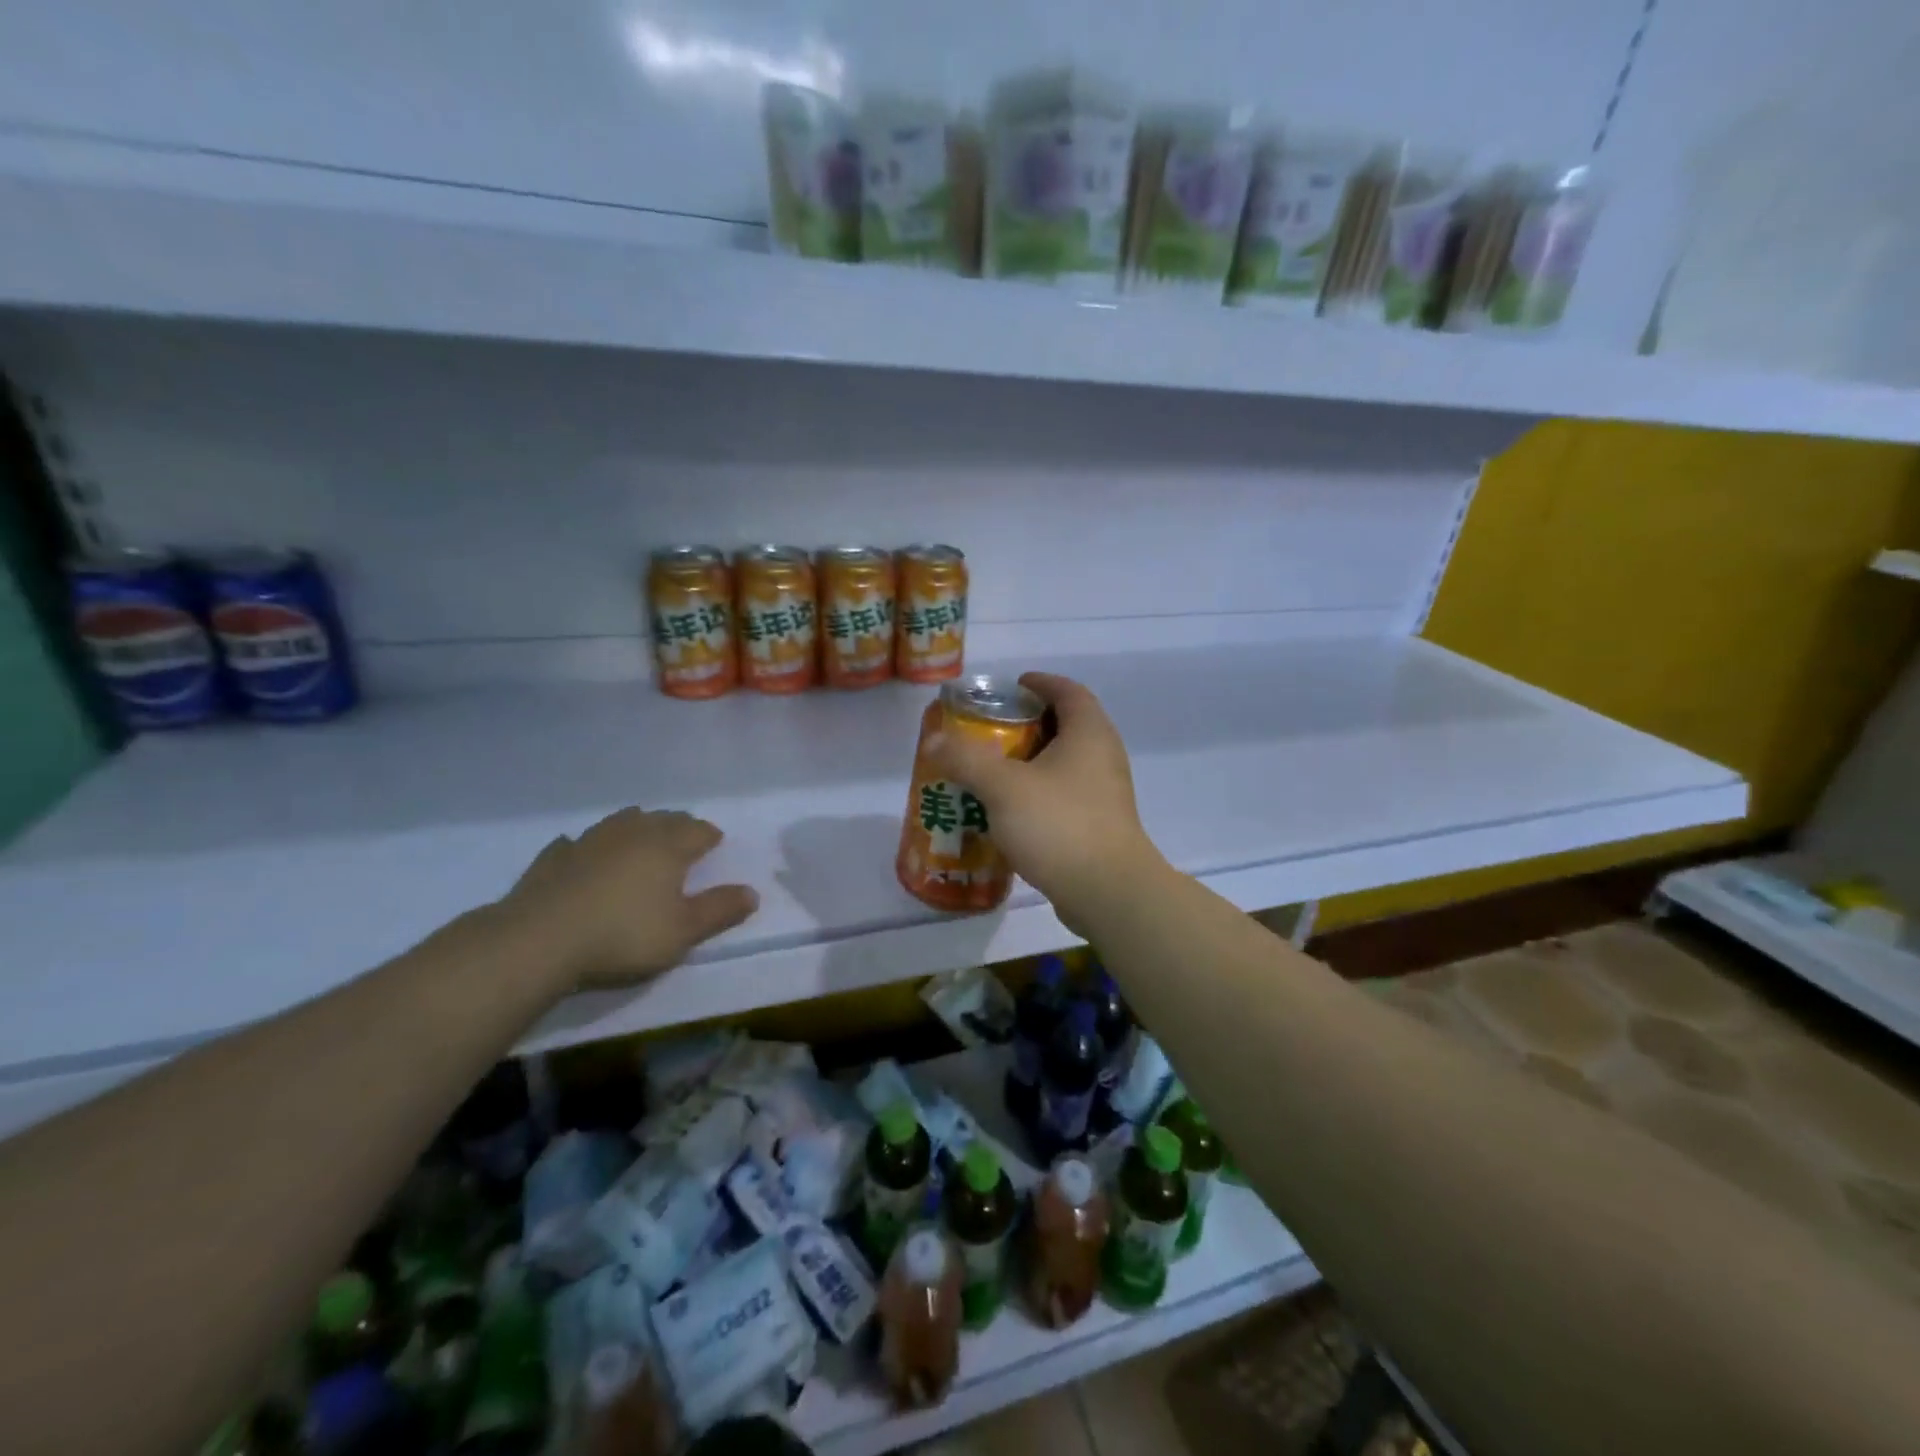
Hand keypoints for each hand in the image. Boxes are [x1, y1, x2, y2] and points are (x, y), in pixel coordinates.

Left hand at [500, 809, 757, 988]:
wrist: (539, 941)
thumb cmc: (623, 935)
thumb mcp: (683, 931)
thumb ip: (720, 910)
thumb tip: (753, 892)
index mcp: (668, 847)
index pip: (698, 830)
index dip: (710, 836)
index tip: (715, 844)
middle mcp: (632, 834)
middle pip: (663, 820)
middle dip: (678, 827)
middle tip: (685, 842)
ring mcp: (589, 841)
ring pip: (622, 822)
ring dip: (637, 828)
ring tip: (641, 841)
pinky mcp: (553, 858)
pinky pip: (576, 843)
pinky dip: (588, 847)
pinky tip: (583, 856)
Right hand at [924, 672, 1164, 931]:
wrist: (1108, 892)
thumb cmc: (1059, 825)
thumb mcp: (1003, 787)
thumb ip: (966, 759)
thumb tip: (934, 740)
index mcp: (1089, 732)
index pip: (1067, 690)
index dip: (1039, 684)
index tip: (1010, 689)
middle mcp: (1103, 755)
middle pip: (1066, 724)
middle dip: (1028, 724)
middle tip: (990, 732)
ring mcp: (1106, 792)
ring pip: (1065, 763)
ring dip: (1032, 762)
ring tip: (993, 771)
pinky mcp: (1101, 823)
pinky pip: (1066, 794)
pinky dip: (1040, 792)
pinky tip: (1011, 811)